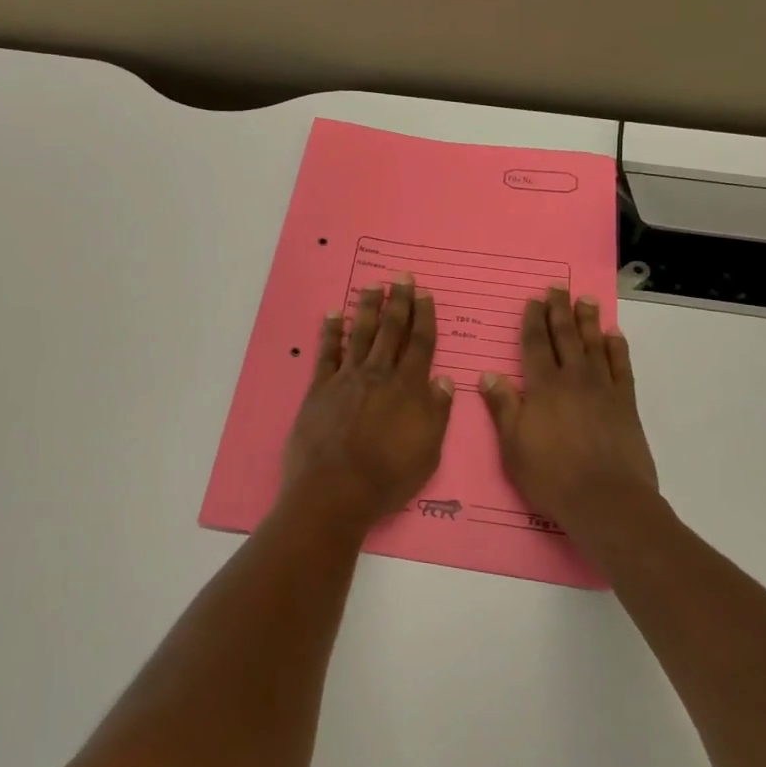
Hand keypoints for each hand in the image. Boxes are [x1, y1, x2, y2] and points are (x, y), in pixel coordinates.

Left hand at [280, 279, 454, 538]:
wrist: (334, 490)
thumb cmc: (388, 477)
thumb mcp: (428, 452)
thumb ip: (437, 413)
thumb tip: (445, 381)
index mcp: (409, 388)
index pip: (420, 344)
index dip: (424, 317)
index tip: (425, 294)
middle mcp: (379, 374)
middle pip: (391, 330)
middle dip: (399, 301)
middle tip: (402, 276)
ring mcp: (347, 378)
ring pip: (361, 334)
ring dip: (368, 307)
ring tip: (373, 285)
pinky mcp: (320, 388)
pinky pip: (327, 353)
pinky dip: (331, 331)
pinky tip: (334, 313)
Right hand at [479, 289, 658, 538]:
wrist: (606, 499)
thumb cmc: (551, 476)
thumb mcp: (513, 445)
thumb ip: (503, 406)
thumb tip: (488, 374)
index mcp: (542, 387)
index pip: (535, 345)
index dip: (533, 321)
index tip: (533, 301)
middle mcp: (573, 379)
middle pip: (565, 337)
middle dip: (559, 311)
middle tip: (559, 288)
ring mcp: (602, 389)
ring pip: (594, 345)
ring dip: (588, 321)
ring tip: (586, 300)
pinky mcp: (625, 403)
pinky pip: (621, 366)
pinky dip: (617, 348)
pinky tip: (613, 335)